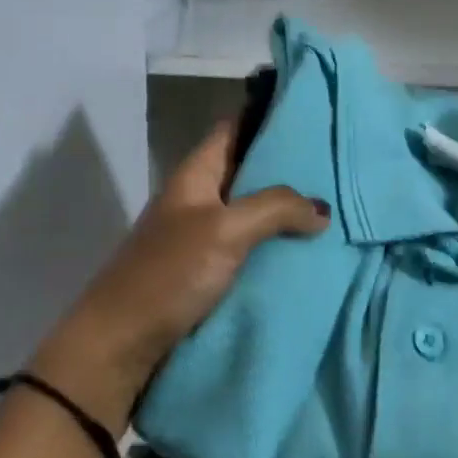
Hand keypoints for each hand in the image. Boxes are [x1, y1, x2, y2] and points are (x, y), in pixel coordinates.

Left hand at [33, 121, 328, 428]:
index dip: (267, 114)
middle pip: (249, 170)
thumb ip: (275, 208)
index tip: (310, 110)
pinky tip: (312, 248)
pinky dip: (278, 245)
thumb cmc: (168, 274)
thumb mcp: (224, 230)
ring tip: (338, 202)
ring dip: (288, 209)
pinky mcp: (211, 273)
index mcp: (196, 174)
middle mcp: (201, 198)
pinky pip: (253, 248)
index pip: (235, 128)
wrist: (119, 348)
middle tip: (338, 161)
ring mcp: (205, 237)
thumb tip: (321, 208)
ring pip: (254, 211)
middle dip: (289, 165)